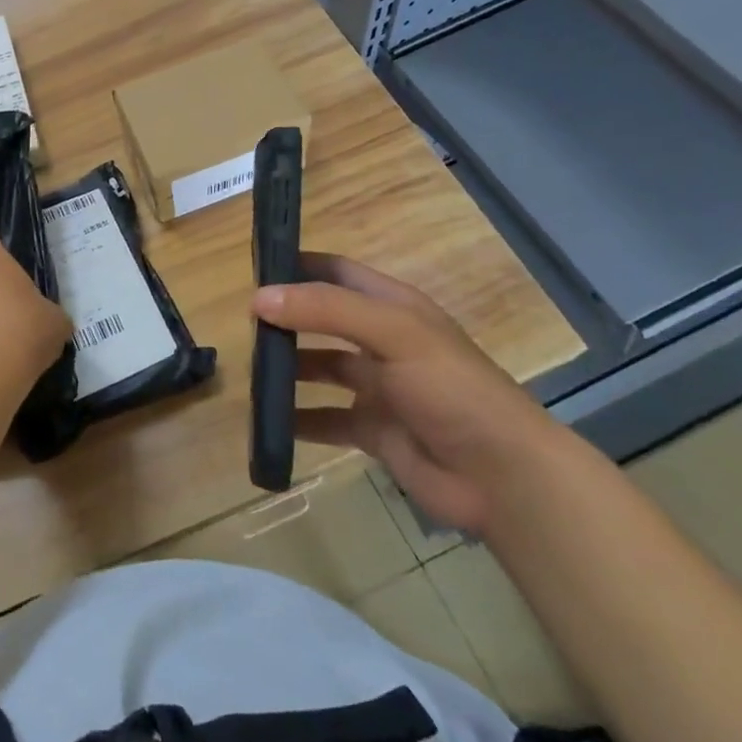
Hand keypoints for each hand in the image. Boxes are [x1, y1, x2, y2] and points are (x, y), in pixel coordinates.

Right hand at [253, 254, 569, 536]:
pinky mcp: (373, 430)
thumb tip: (259, 298)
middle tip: (240, 324)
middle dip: (285, 318)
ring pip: (319, 368)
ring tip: (247, 371)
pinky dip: (296, 420)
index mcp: (392, 307)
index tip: (252, 267)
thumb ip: (326, 310)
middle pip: (322, 319)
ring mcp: (378, 388)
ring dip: (286, 368)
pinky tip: (266, 422)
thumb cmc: (450, 388)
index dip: (298, 265)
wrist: (501, 476)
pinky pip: (324, 420)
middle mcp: (382, 341)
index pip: (336, 272)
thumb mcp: (392, 333)